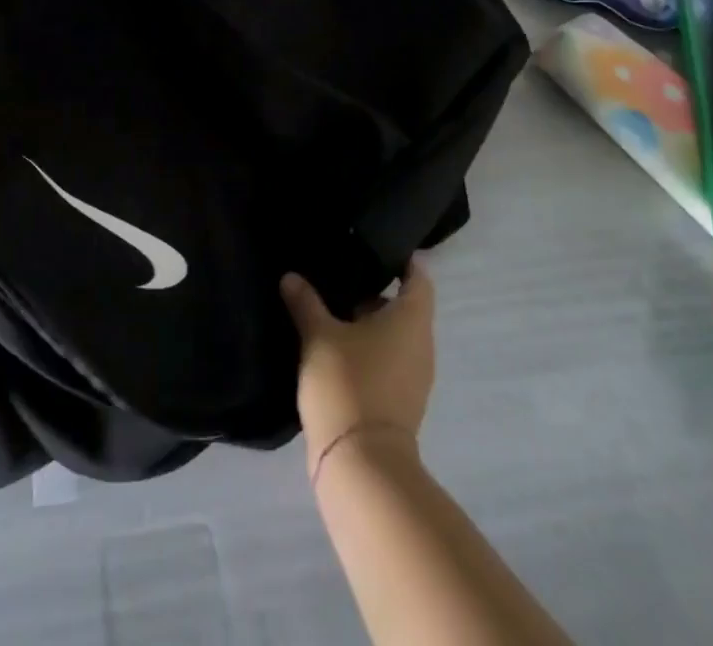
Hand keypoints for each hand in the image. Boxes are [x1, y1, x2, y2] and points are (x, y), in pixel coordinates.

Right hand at [280, 263, 435, 476]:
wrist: (361, 465)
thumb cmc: (348, 384)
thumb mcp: (318, 336)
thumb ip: (306, 303)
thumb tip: (291, 277)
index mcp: (411, 319)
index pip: (418, 277)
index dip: (401, 260)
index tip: (373, 247)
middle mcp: (421, 344)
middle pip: (404, 306)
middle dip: (373, 291)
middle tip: (338, 275)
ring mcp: (414, 377)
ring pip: (394, 336)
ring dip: (368, 324)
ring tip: (330, 309)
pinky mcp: (401, 402)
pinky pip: (389, 361)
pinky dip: (368, 350)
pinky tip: (335, 348)